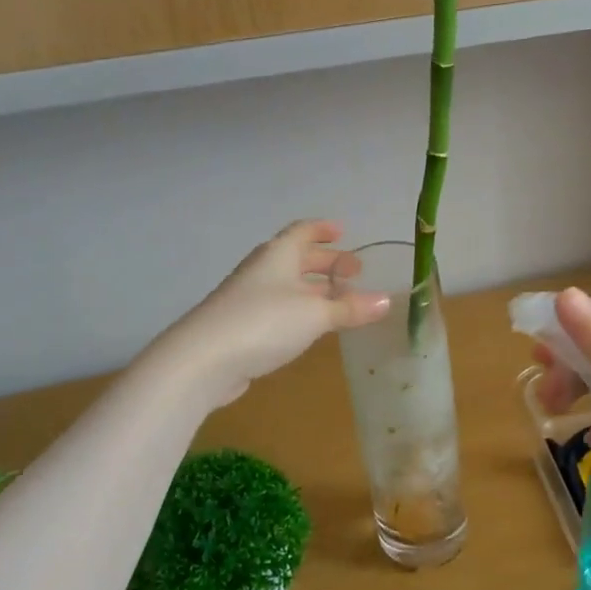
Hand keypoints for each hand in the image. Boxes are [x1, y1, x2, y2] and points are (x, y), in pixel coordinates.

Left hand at [167, 221, 390, 406]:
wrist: (203, 360)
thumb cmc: (263, 322)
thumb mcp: (316, 314)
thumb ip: (351, 308)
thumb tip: (387, 300)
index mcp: (278, 255)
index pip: (303, 231)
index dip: (323, 229)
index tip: (343, 231)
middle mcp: (263, 271)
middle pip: (297, 259)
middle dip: (326, 263)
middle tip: (354, 273)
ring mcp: (249, 299)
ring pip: (288, 286)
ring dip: (315, 290)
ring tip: (341, 301)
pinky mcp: (242, 327)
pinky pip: (279, 309)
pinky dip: (300, 311)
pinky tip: (312, 327)